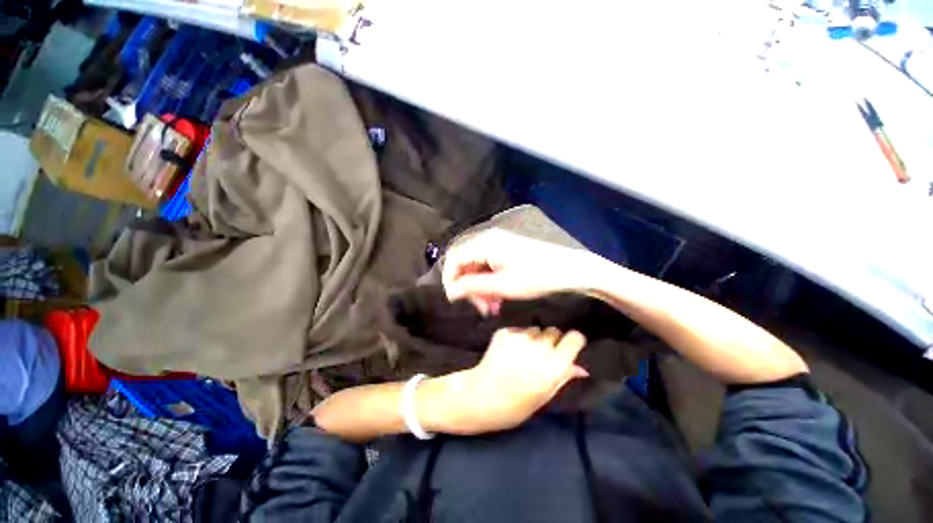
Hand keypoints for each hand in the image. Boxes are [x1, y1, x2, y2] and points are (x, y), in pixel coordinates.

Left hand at [422, 327, 587, 434]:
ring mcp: (521, 337)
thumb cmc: (516, 405)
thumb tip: (581, 368)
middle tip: (542, 353)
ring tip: (523, 353)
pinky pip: (518, 330)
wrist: (481, 396)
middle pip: (554, 331)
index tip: (568, 347)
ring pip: (535, 329)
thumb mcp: (544, 396)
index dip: (572, 342)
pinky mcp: (505, 332)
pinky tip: (509, 351)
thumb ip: (563, 377)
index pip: (574, 338)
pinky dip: (516, 337)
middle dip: (551, 340)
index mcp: (554, 365)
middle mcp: (540, 347)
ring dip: (533, 338)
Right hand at [442, 230, 598, 314]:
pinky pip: (489, 266)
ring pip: (478, 266)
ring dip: (480, 287)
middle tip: (480, 307)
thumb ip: (472, 287)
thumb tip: (450, 291)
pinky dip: (489, 282)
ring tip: (491, 306)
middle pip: (466, 262)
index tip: (455, 299)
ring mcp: (498, 244)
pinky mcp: (506, 250)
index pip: (454, 257)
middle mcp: (489, 239)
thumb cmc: (536, 277)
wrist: (569, 269)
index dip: (450, 278)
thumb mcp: (502, 286)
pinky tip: (498, 297)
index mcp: (485, 244)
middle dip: (468, 286)